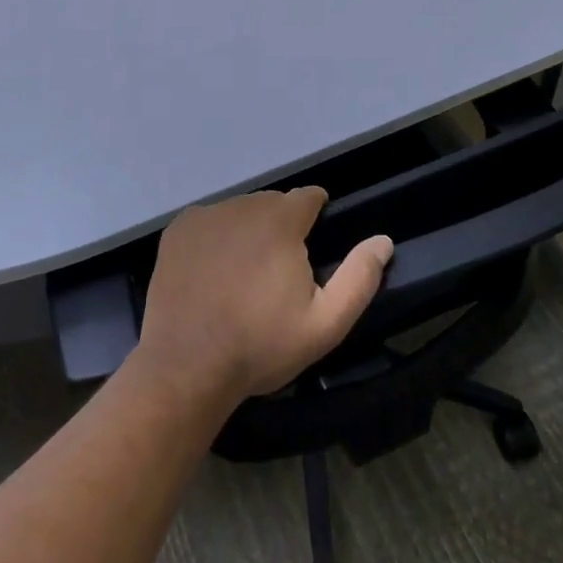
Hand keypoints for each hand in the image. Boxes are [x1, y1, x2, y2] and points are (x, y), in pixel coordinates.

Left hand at [135, 189, 393, 408]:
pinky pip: (209, 223)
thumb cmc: (260, 345)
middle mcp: (243, 205)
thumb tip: (383, 240)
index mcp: (281, 220)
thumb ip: (359, 278)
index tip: (314, 244)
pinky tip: (213, 273)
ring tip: (244, 276)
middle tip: (278, 273)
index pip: (309, 196)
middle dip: (282, 227)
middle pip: (273, 204)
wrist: (187, 365)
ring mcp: (206, 215)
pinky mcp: (179, 229)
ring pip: (240, 212)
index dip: (317, 215)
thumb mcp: (324, 324)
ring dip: (249, 231)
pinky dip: (216, 238)